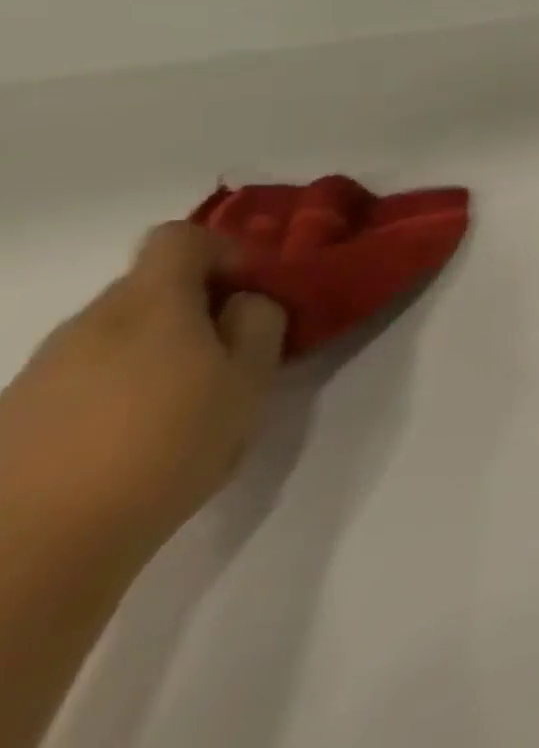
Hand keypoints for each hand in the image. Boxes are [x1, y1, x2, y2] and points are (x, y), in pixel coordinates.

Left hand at [0, 224, 286, 558]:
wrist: (32, 553)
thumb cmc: (168, 447)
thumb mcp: (251, 379)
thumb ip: (260, 323)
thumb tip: (244, 302)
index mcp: (150, 305)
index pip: (180, 238)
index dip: (223, 252)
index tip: (249, 293)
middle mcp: (89, 323)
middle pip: (149, 286)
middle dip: (195, 306)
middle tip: (230, 352)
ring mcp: (41, 371)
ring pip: (116, 332)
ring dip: (157, 348)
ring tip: (184, 401)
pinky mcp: (16, 415)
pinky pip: (83, 374)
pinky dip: (117, 386)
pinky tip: (133, 436)